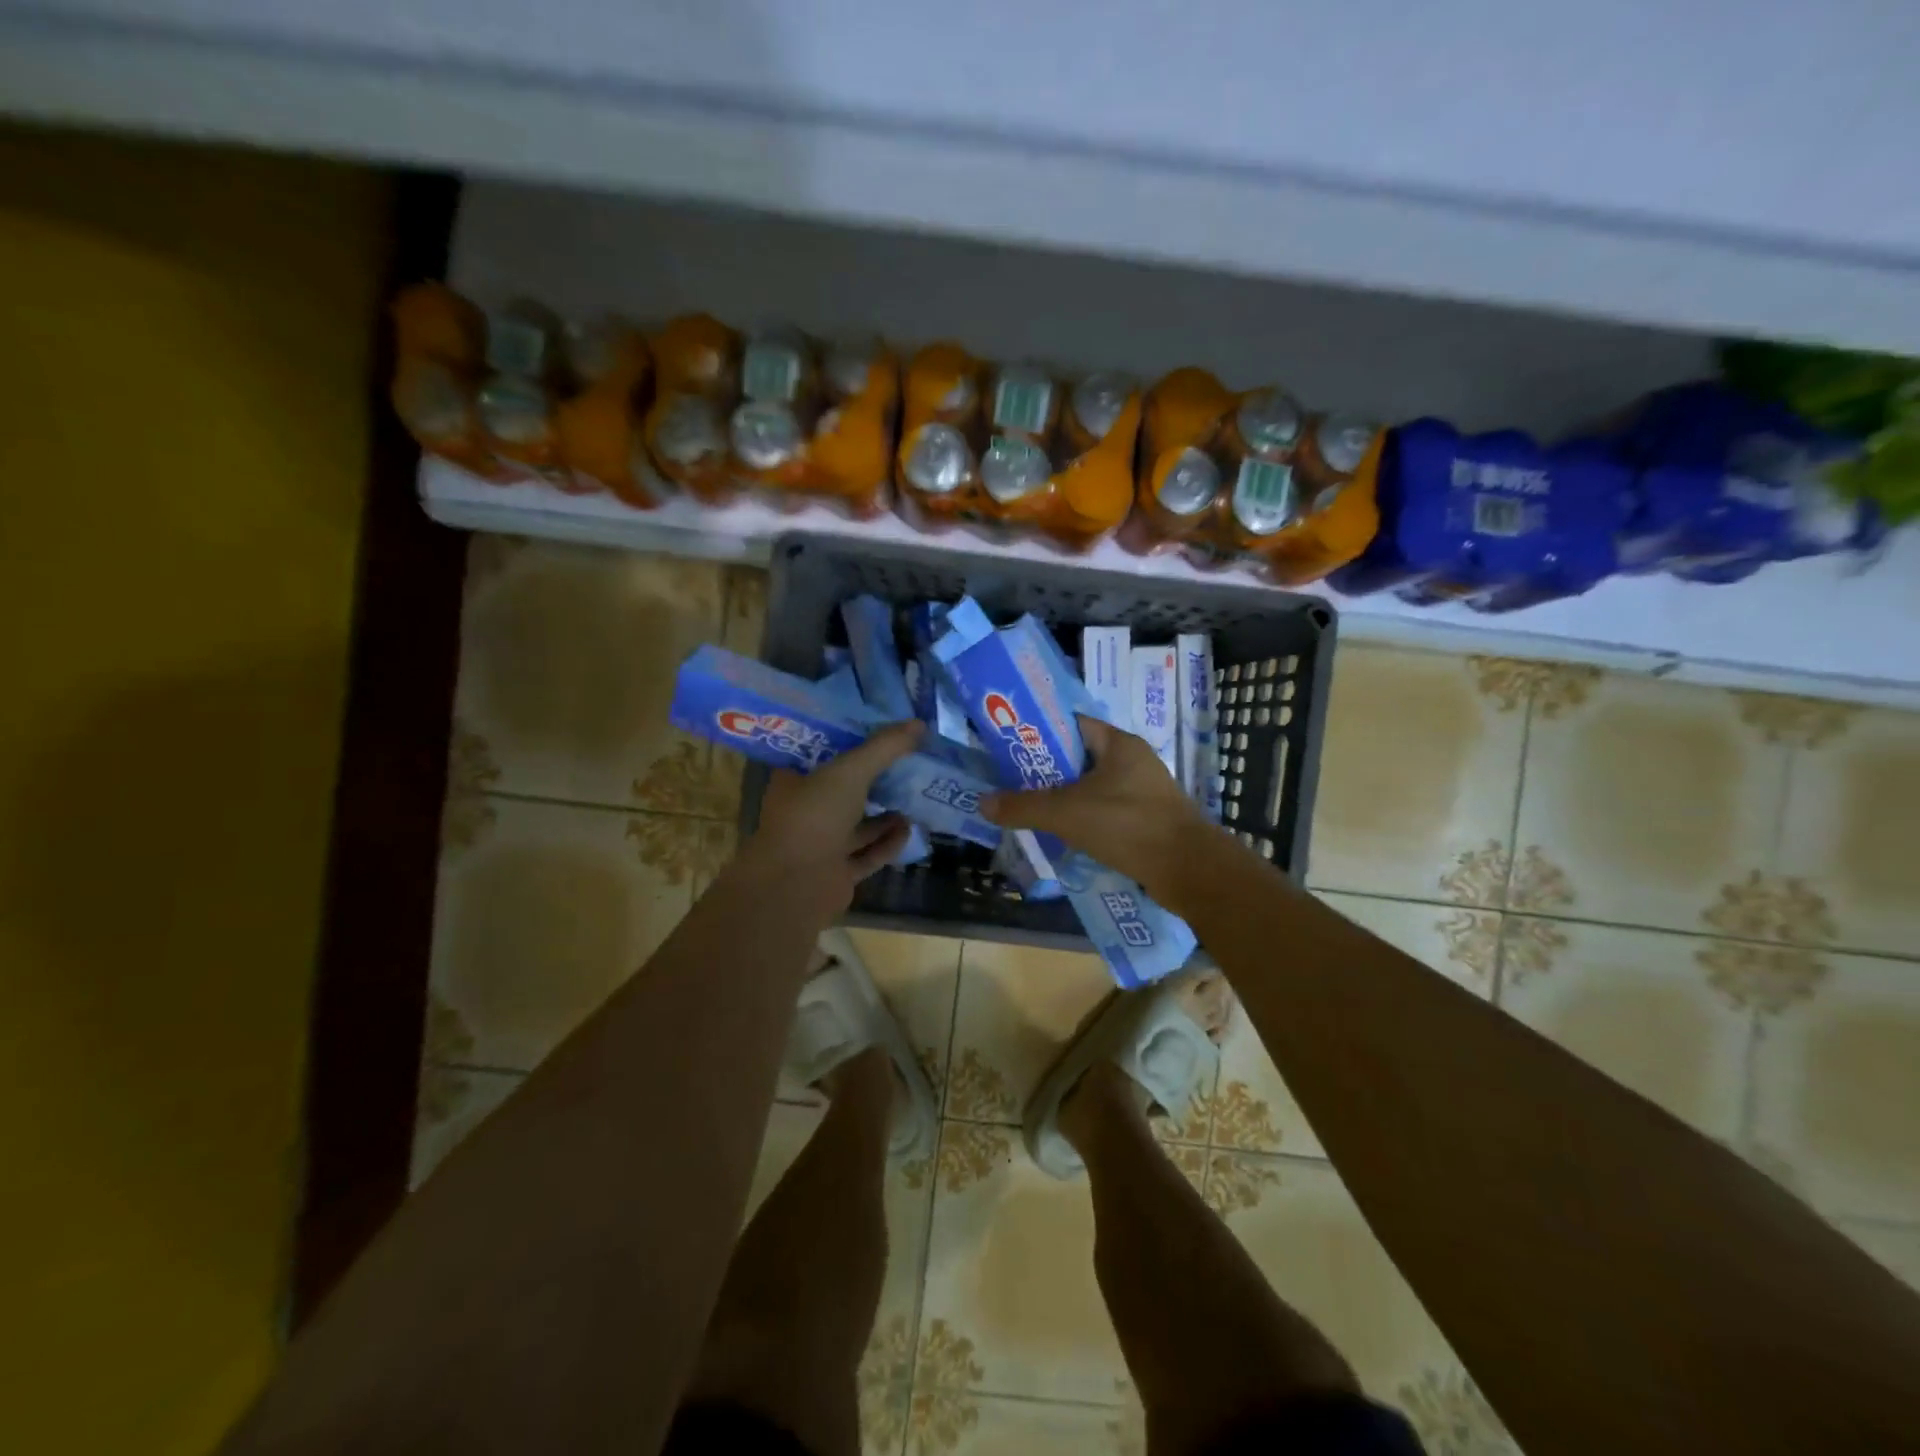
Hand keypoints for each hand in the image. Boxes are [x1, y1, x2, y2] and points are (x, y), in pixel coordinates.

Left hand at [745, 720, 924, 913]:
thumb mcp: (851, 770)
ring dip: (885, 814)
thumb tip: (919, 724)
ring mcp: (820, 845)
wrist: (795, 885)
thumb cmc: (815, 815)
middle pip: (845, 790)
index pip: (824, 755)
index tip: (882, 732)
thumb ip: (885, 747)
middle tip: (908, 763)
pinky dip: (888, 843)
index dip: (852, 743)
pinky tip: (909, 829)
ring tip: (914, 796)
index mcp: (795, 781)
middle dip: (875, 780)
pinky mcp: (837, 873)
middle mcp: (805, 811)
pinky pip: (867, 854)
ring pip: (858, 825)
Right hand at [983, 716, 1216, 895]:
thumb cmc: (1127, 825)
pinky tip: (1063, 835)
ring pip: (1092, 787)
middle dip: (1046, 770)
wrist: (1188, 870)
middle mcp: (1132, 760)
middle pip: (1079, 757)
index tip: (1010, 744)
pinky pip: (1106, 811)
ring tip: (1030, 810)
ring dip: (1064, 798)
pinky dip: (1084, 819)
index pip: (1072, 723)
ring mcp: (1143, 791)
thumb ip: (1023, 806)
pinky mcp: (1147, 819)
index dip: (1040, 731)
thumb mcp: (1066, 813)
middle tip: (1012, 782)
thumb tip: (983, 803)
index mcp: (1117, 743)